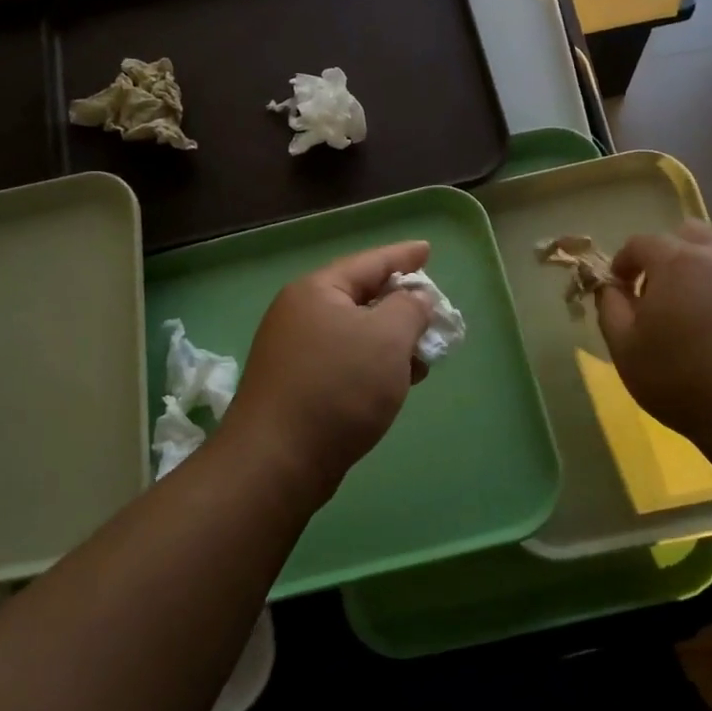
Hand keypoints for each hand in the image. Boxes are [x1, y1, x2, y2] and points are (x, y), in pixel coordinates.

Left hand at [215, 240, 434, 503]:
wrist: (278, 461)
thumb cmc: (338, 387)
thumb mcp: (387, 337)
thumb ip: (410, 308)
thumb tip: (414, 299)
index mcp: (318, 291)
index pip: (369, 262)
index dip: (403, 255)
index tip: (428, 249)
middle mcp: (301, 315)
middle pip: (361, 298)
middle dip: (401, 305)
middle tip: (434, 311)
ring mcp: (296, 353)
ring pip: (356, 335)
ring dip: (391, 342)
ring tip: (425, 354)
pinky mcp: (299, 387)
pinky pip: (346, 363)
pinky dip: (374, 366)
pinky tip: (398, 383)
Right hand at [597, 220, 711, 447]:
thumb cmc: (677, 377)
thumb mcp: (623, 347)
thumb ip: (610, 307)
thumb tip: (610, 287)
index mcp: (677, 263)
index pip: (641, 242)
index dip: (623, 261)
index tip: (618, 289)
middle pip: (689, 234)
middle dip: (667, 254)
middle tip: (656, 291)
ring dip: (698, 278)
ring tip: (689, 321)